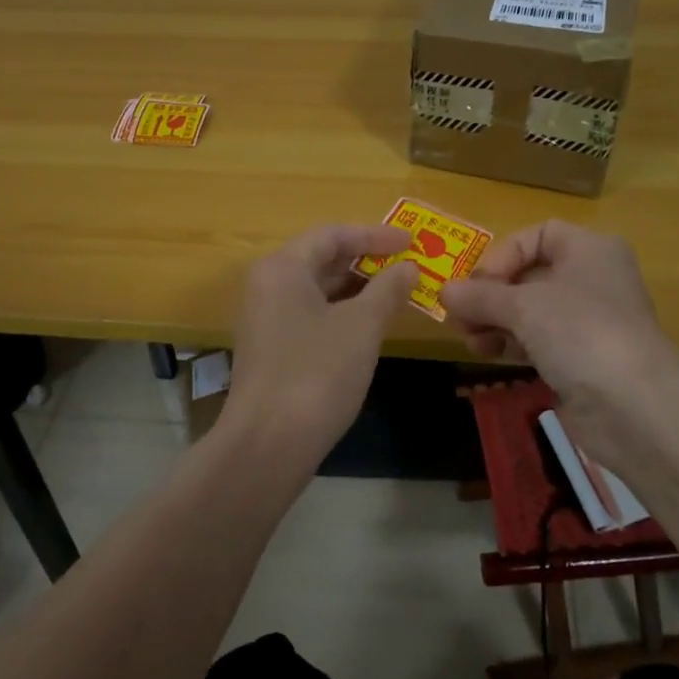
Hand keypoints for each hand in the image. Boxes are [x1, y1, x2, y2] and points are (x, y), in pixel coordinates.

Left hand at [223, 224, 420, 464]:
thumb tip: (408, 267)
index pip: (332, 235)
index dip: (374, 235)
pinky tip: (369, 327)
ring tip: (397, 294)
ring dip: (357, 289)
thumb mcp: (361, 326)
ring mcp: (266, 320)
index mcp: (282, 268)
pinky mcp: (272, 350)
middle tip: (408, 267)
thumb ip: (387, 290)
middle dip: (366, 261)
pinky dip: (342, 314)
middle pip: (321, 260)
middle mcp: (268, 286)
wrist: (268, 444)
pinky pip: (311, 316)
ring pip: (317, 291)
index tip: (411, 242)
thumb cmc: (317, 372)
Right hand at [441, 221, 678, 474]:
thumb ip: (480, 296)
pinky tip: (487, 354)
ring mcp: (590, 323)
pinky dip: (512, 344)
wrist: (635, 406)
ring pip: (532, 312)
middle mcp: (593, 280)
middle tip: (458, 314)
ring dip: (496, 321)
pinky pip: (539, 342)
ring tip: (469, 338)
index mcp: (590, 250)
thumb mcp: (523, 306)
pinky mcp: (583, 360)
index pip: (539, 235)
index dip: (504, 254)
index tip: (477, 282)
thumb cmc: (581, 332)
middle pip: (531, 275)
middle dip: (491, 294)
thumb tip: (444, 291)